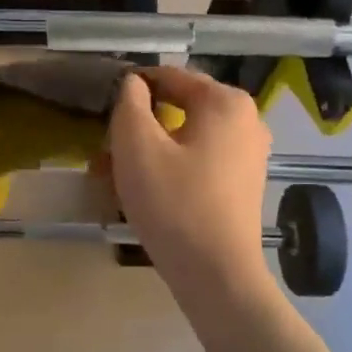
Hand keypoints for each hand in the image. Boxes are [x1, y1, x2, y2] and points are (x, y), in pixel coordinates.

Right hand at [108, 66, 273, 294]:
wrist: (217, 275)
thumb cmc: (174, 203)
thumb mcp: (137, 146)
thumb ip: (129, 103)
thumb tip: (133, 83)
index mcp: (225, 102)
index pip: (169, 77)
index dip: (131, 89)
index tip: (102, 110)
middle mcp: (246, 120)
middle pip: (179, 109)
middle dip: (139, 127)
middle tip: (105, 152)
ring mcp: (249, 153)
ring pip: (186, 138)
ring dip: (149, 150)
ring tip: (115, 175)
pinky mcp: (243, 183)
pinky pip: (199, 161)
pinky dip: (170, 168)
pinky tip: (144, 192)